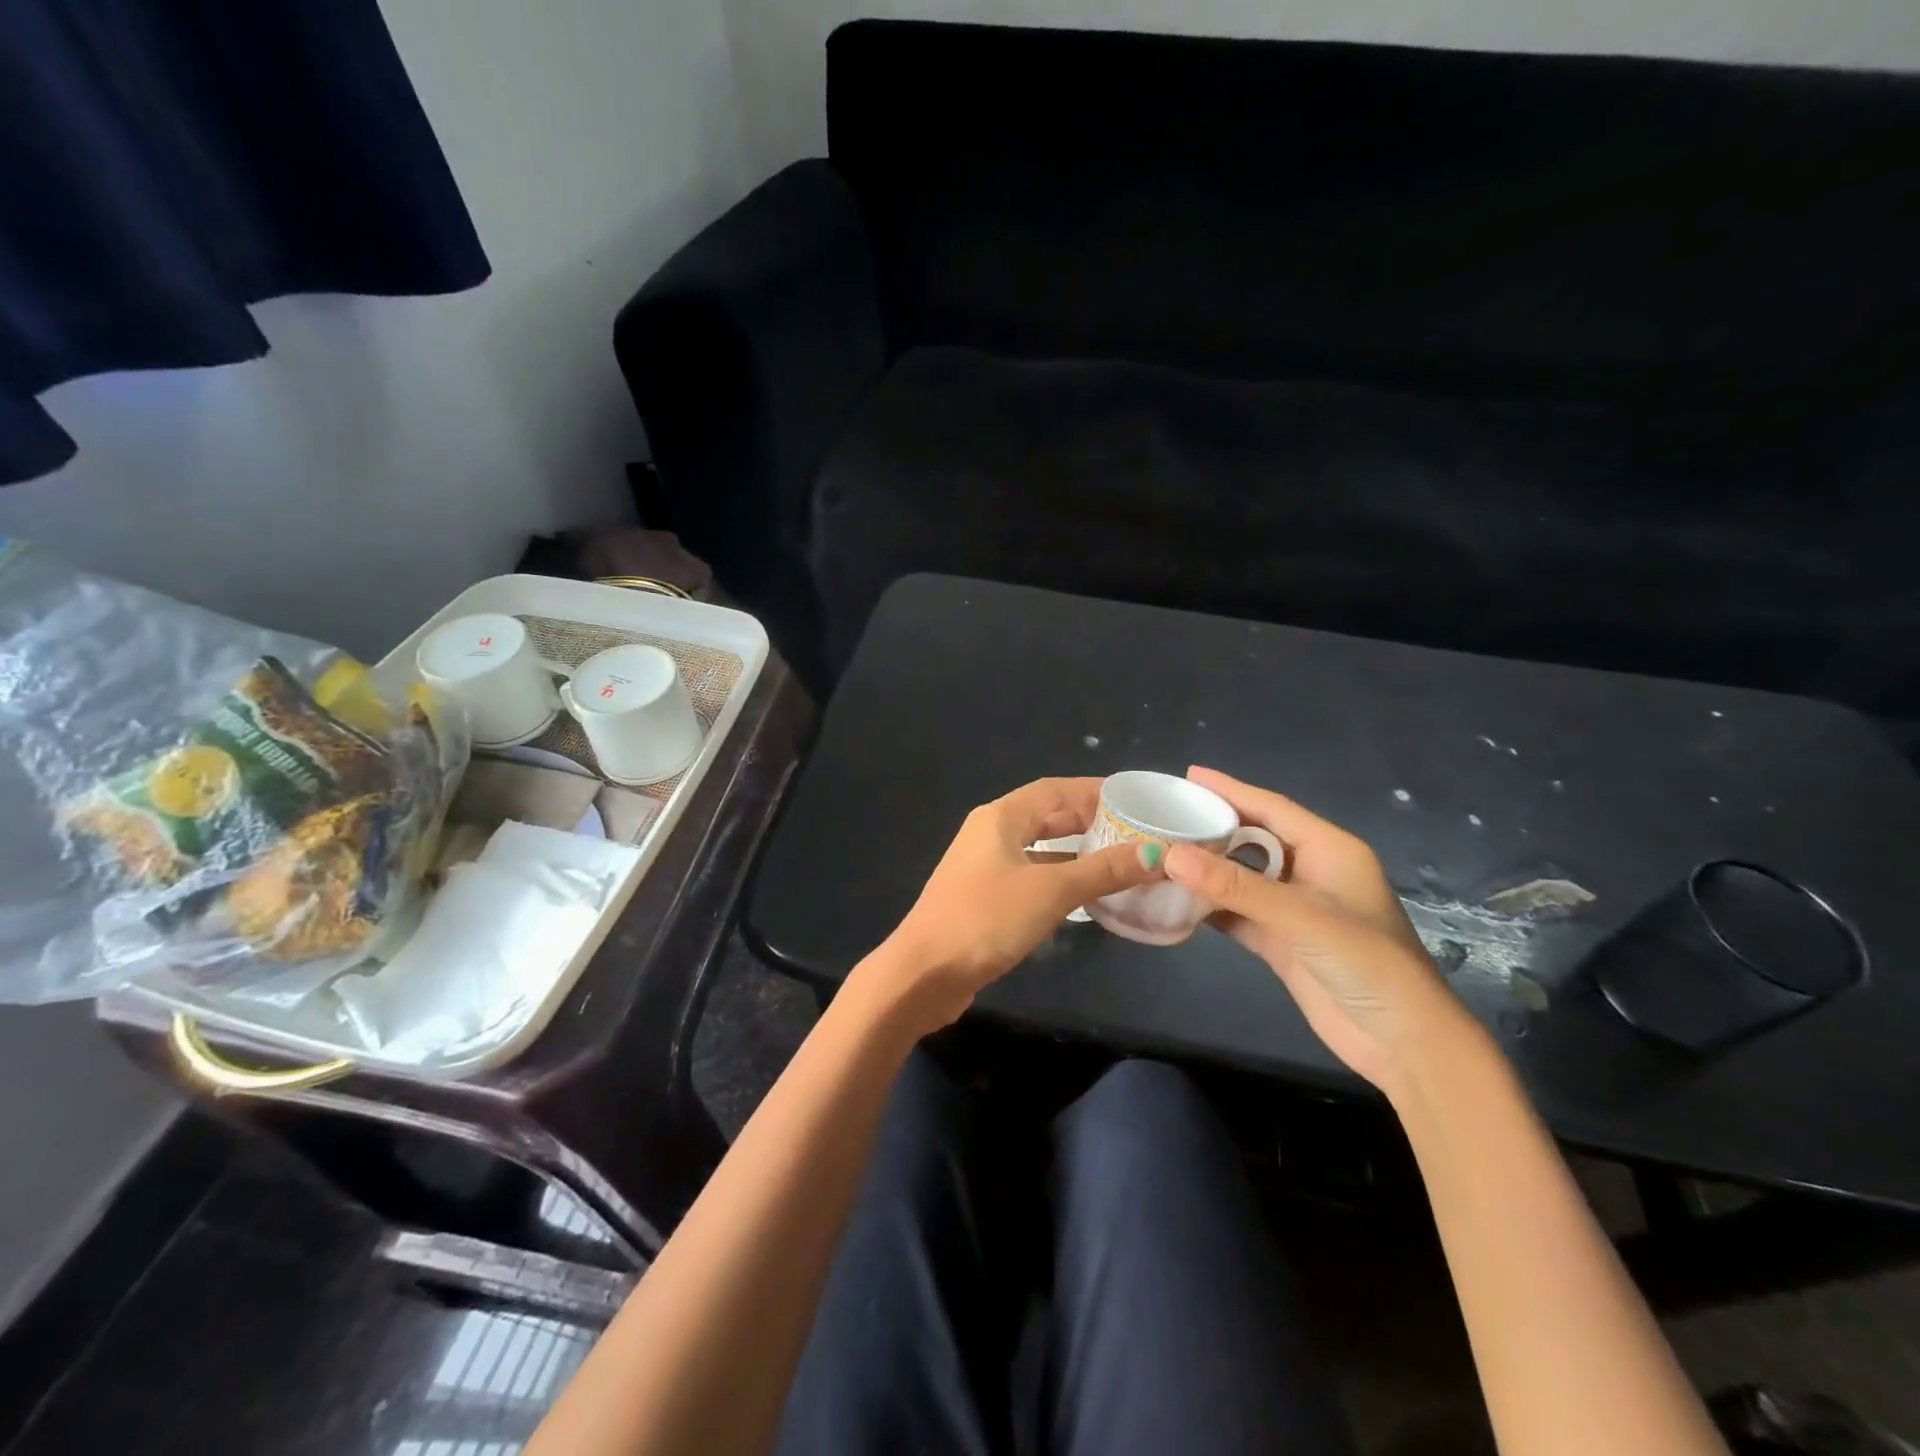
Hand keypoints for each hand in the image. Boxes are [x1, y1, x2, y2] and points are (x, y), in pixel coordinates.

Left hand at [876, 777, 1157, 1028]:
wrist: (925, 974)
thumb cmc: (986, 919)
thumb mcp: (1050, 891)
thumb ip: (1103, 871)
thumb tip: (1157, 855)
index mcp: (1000, 817)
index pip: (1055, 789)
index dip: (1094, 790)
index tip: (1134, 798)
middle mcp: (990, 833)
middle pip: (1047, 815)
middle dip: (1089, 820)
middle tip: (1134, 830)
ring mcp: (985, 866)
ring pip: (1040, 848)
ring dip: (1076, 851)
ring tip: (1120, 859)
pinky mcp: (985, 897)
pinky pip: (1031, 875)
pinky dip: (1060, 877)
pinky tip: (1086, 895)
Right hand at [1162, 766, 1476, 1094]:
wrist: (1403, 1043)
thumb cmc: (1366, 962)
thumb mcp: (1301, 916)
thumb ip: (1235, 885)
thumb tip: (1169, 855)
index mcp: (1330, 850)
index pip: (1272, 808)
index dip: (1231, 790)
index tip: (1189, 775)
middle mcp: (1312, 873)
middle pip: (1254, 839)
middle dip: (1212, 827)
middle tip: (1166, 814)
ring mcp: (1296, 910)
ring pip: (1243, 878)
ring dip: (1207, 869)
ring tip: (1162, 852)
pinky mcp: (1282, 943)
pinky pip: (1238, 913)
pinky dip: (1210, 907)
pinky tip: (1177, 899)